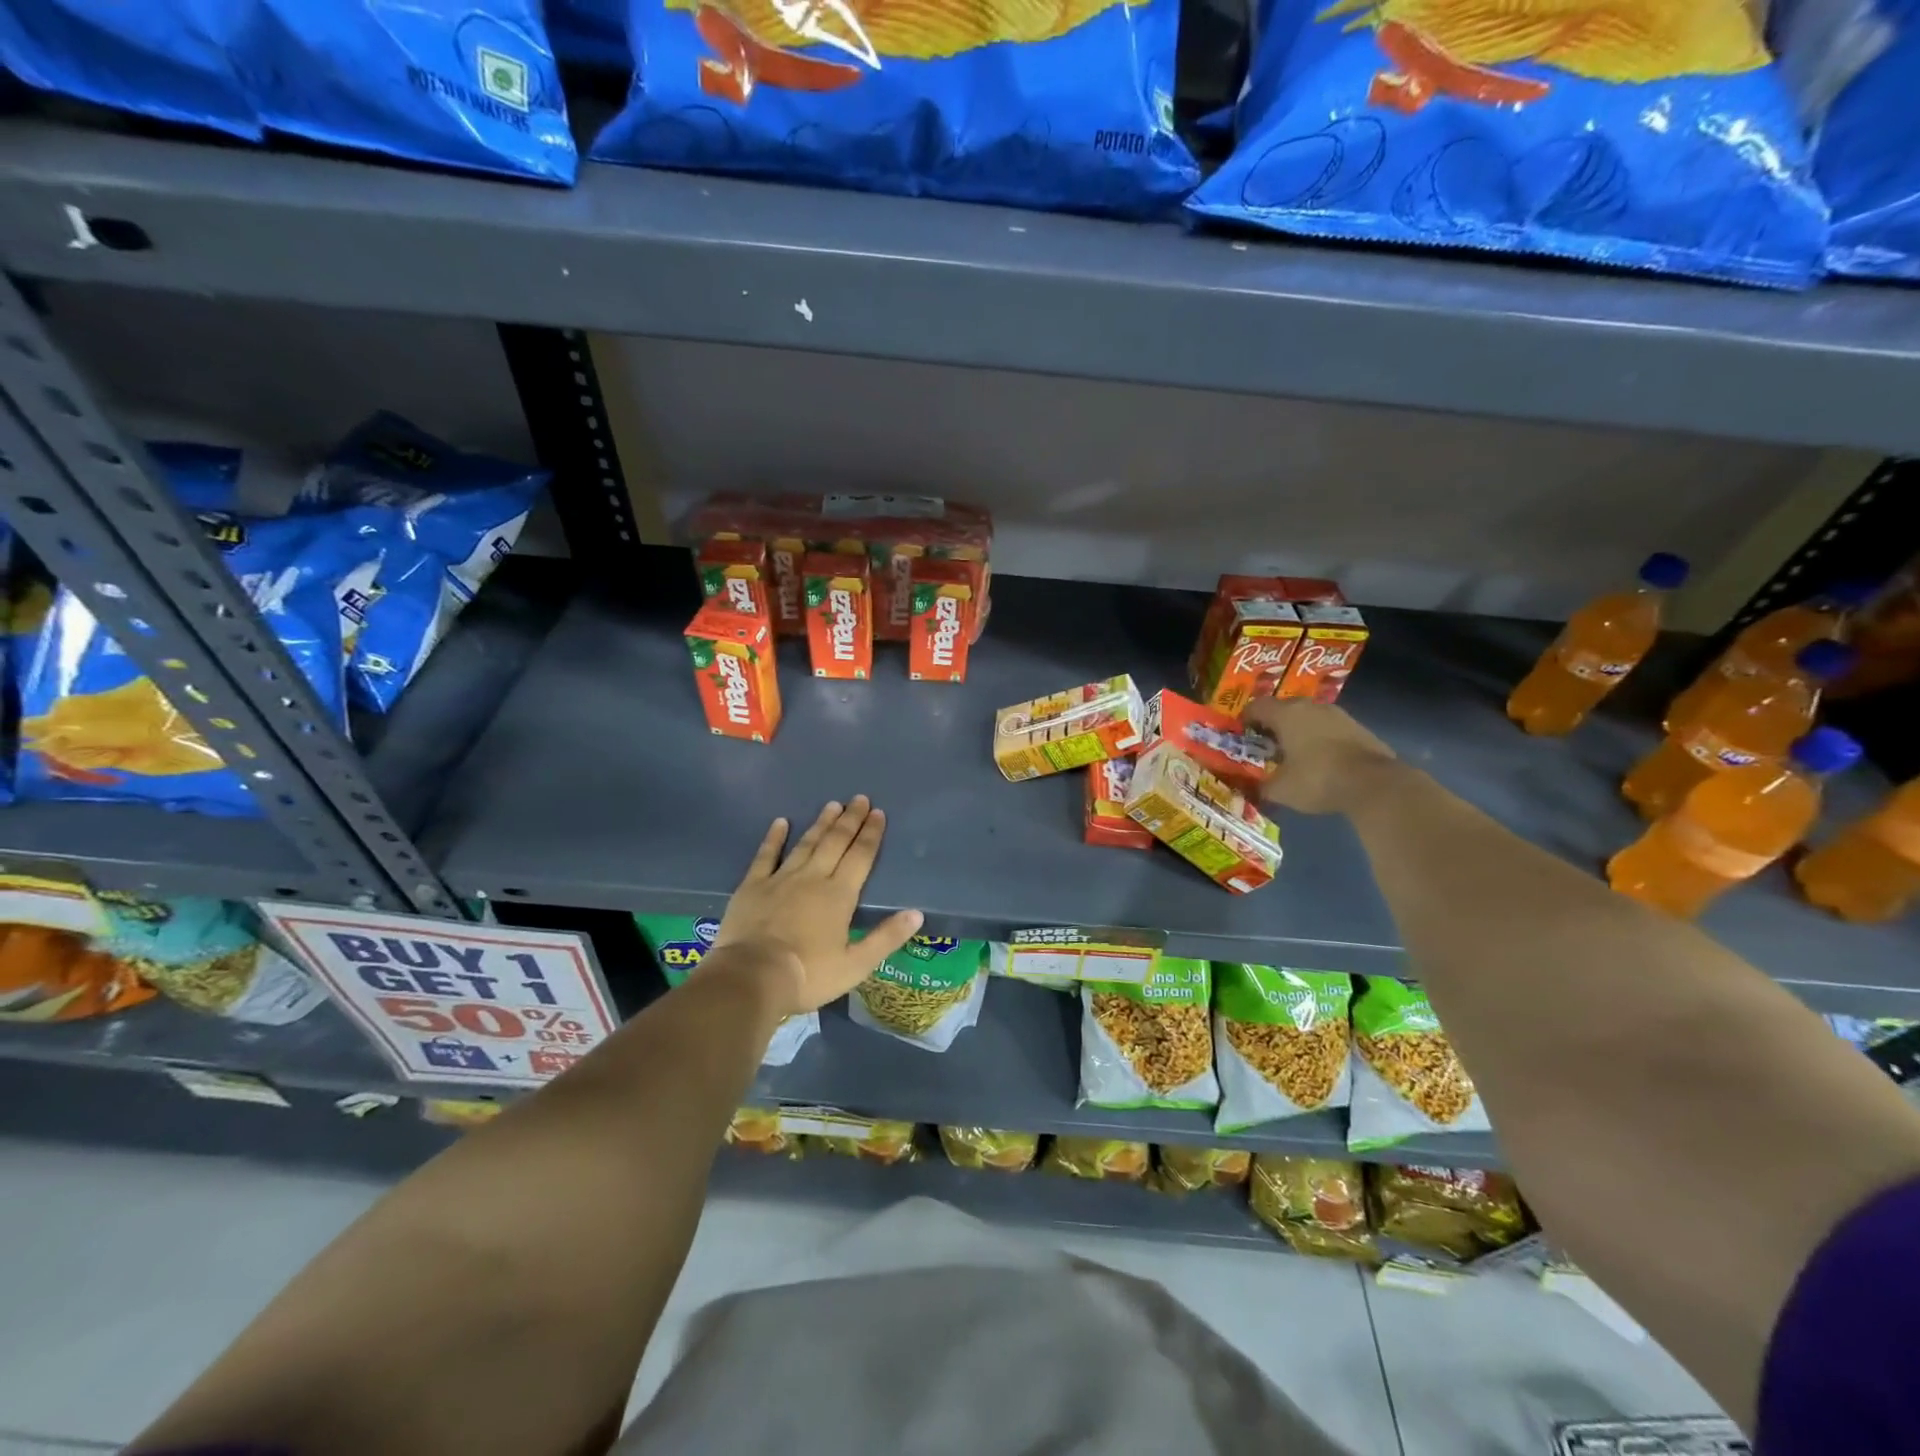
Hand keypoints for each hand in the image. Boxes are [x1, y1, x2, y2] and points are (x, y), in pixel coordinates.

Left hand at [709, 796, 922, 1018]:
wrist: (751, 977)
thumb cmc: (808, 975)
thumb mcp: (855, 964)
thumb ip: (886, 938)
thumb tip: (917, 914)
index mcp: (839, 895)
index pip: (860, 857)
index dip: (871, 834)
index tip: (878, 813)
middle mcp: (813, 878)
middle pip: (835, 842)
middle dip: (850, 820)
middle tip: (859, 799)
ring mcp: (781, 879)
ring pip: (806, 844)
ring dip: (821, 824)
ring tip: (832, 805)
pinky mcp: (752, 886)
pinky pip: (766, 855)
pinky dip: (774, 838)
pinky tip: (780, 822)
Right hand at [1243, 698, 1396, 814]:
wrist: (1374, 784)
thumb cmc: (1317, 779)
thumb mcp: (1280, 790)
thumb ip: (1262, 786)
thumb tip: (1254, 788)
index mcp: (1286, 714)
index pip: (1257, 706)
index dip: (1246, 718)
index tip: (1242, 733)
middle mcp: (1311, 707)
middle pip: (1284, 708)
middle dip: (1273, 724)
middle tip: (1266, 744)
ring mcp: (1338, 715)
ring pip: (1309, 716)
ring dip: (1299, 730)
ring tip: (1293, 753)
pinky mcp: (1358, 728)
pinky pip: (1329, 728)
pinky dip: (1320, 738)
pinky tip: (1320, 760)